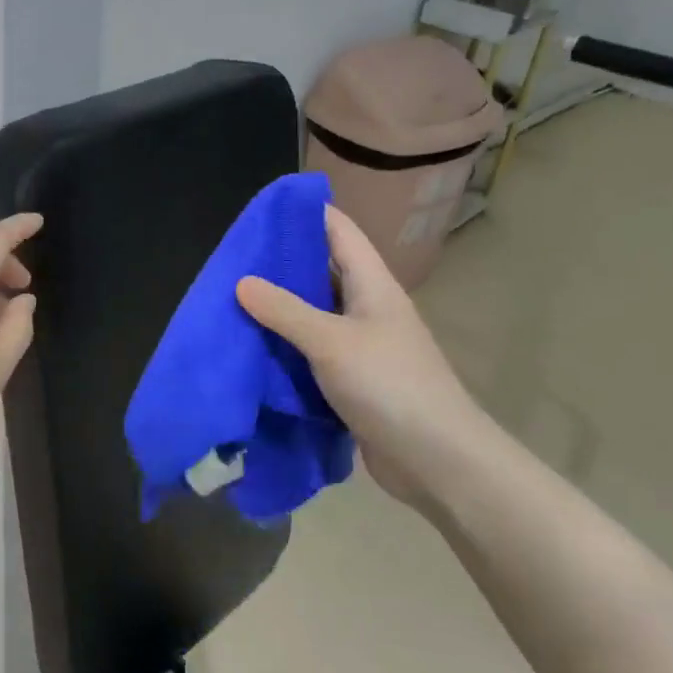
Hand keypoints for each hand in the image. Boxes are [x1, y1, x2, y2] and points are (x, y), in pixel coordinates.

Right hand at [237, 206, 500, 507]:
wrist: (438, 462)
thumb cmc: (390, 386)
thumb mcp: (331, 342)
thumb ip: (285, 310)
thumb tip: (242, 281)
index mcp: (372, 285)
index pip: (338, 230)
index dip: (304, 213)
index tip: (261, 209)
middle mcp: (368, 307)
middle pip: (323, 269)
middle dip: (281, 261)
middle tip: (234, 258)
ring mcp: (362, 344)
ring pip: (314, 311)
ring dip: (280, 306)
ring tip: (234, 297)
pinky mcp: (353, 378)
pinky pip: (313, 349)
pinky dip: (286, 343)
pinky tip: (254, 344)